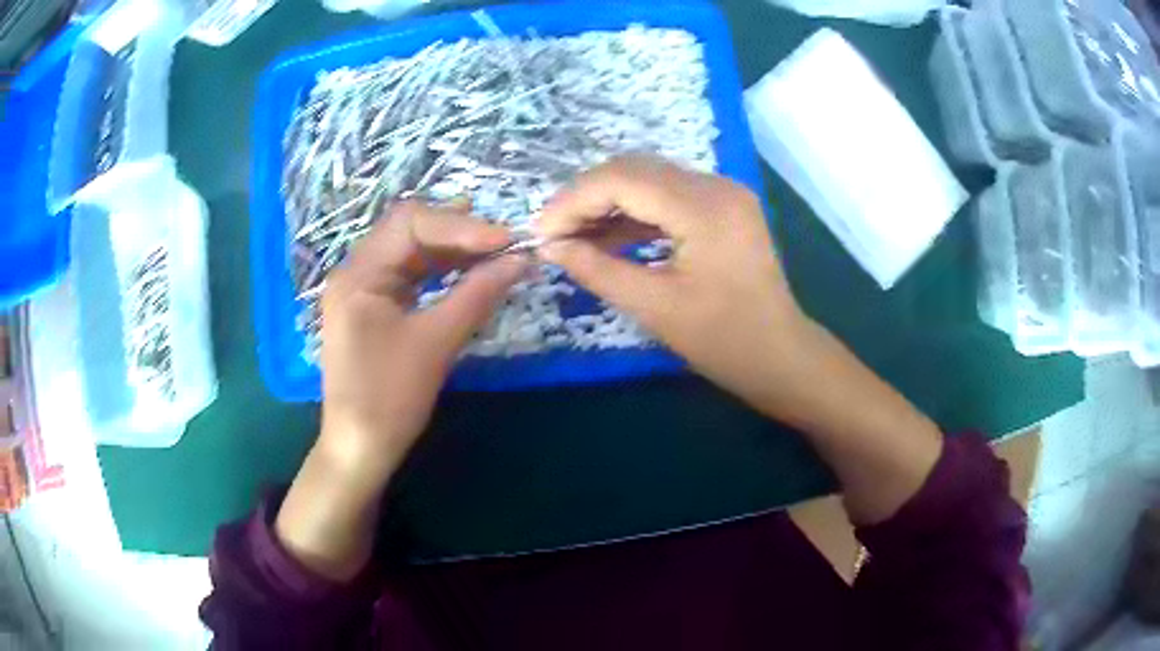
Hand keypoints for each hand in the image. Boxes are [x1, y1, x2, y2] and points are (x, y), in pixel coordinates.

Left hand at [318, 201, 526, 484]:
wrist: (359, 448)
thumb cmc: (390, 398)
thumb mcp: (436, 342)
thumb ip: (478, 294)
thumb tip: (521, 260)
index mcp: (359, 273)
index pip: (411, 222)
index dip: (461, 225)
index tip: (505, 240)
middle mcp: (356, 271)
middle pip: (408, 230)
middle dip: (457, 231)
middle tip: (503, 241)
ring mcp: (363, 289)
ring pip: (410, 252)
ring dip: (452, 250)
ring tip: (494, 251)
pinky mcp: (373, 308)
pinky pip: (409, 276)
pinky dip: (440, 271)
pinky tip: (468, 272)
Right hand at [537, 155, 811, 413]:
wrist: (781, 356)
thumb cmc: (724, 342)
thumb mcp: (655, 308)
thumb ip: (597, 270)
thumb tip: (550, 247)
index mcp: (705, 208)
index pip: (623, 179)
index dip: (573, 201)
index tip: (540, 232)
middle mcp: (716, 185)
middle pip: (634, 170)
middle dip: (586, 198)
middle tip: (552, 234)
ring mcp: (722, 192)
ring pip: (648, 179)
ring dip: (607, 203)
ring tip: (572, 236)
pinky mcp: (722, 206)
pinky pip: (666, 196)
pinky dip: (633, 212)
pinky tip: (606, 236)